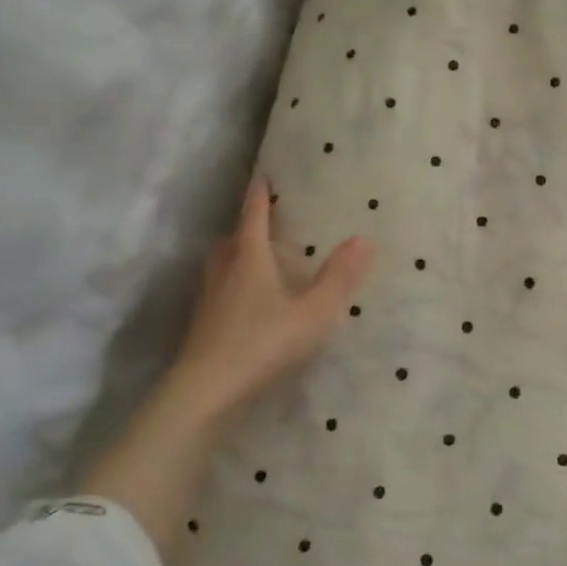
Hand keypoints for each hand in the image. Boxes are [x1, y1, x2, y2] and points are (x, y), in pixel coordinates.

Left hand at [166, 174, 374, 422]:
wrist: (207, 389)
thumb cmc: (264, 342)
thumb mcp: (314, 311)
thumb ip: (339, 277)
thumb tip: (364, 238)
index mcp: (250, 259)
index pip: (254, 217)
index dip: (259, 196)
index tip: (262, 175)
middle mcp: (225, 272)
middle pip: (231, 240)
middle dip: (245, 227)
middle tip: (261, 224)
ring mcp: (209, 300)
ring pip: (220, 265)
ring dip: (235, 255)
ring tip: (254, 261)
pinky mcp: (202, 325)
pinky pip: (217, 291)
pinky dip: (231, 285)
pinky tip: (246, 304)